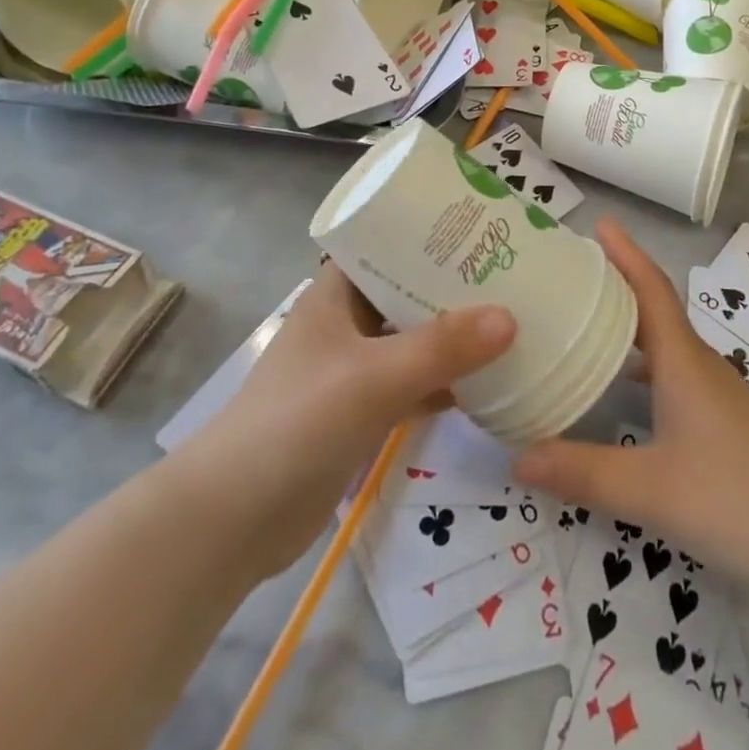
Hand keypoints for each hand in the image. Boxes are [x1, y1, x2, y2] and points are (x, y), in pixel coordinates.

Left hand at [174, 262, 514, 580]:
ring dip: (456, 336)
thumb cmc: (297, 422)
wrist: (233, 520)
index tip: (484, 229)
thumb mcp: (372, 376)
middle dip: (456, 287)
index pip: (388, 244)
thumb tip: (510, 317)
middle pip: (409, 292)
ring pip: (415, 341)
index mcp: (337, 293)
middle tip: (514, 276)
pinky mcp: (362, 413)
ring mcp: (354, 369)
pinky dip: (447, 383)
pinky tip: (491, 384)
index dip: (432, 233)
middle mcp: (346, 322)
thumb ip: (441, 347)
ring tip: (514, 321)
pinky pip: (415, 385)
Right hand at [514, 220, 748, 600]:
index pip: (651, 289)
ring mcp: (716, 395)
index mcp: (683, 362)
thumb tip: (515, 455)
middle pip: (654, 310)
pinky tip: (623, 394)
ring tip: (585, 324)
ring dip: (628, 327)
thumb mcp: (652, 490)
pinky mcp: (723, 423)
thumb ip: (583, 473)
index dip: (626, 254)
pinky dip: (642, 369)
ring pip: (664, 345)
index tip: (600, 222)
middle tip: (572, 274)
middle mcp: (699, 366)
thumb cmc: (738, 498)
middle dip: (617, 285)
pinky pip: (672, 375)